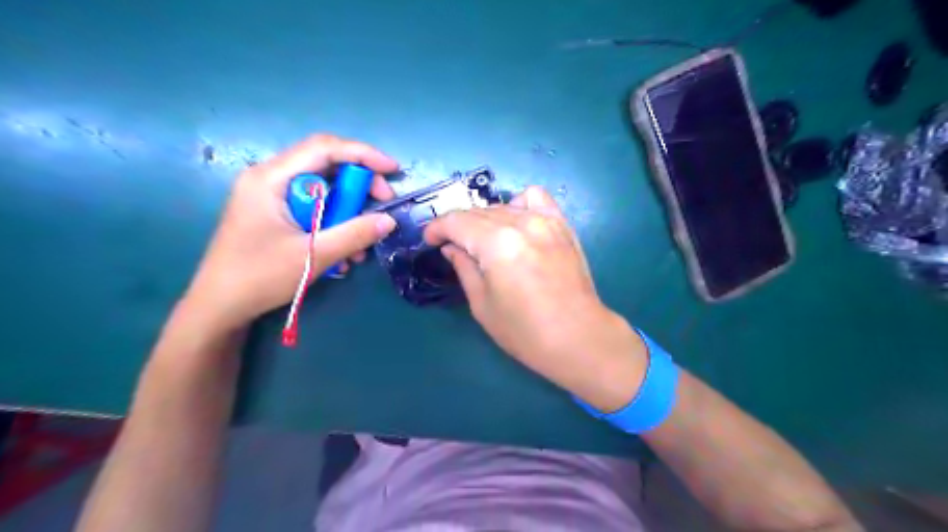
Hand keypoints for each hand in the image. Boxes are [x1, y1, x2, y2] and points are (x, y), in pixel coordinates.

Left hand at [180, 133, 398, 332]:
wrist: (220, 307)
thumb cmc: (259, 277)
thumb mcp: (313, 255)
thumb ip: (354, 234)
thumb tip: (389, 221)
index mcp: (271, 178)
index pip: (323, 148)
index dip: (363, 154)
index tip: (392, 170)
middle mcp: (270, 179)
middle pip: (326, 167)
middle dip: (359, 186)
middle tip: (383, 206)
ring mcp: (272, 197)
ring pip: (323, 191)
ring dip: (349, 212)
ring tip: (363, 243)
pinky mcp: (276, 215)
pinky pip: (314, 209)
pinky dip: (334, 224)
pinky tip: (345, 252)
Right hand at [426, 188, 648, 411]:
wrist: (578, 337)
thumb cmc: (525, 331)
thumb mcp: (482, 304)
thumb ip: (464, 267)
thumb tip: (451, 247)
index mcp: (496, 243)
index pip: (457, 221)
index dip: (437, 228)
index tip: (430, 240)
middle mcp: (521, 222)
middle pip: (478, 212)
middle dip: (458, 226)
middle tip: (452, 246)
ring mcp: (546, 221)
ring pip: (503, 205)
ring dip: (485, 219)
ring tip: (484, 240)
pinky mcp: (562, 226)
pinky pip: (536, 199)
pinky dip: (519, 204)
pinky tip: (516, 223)